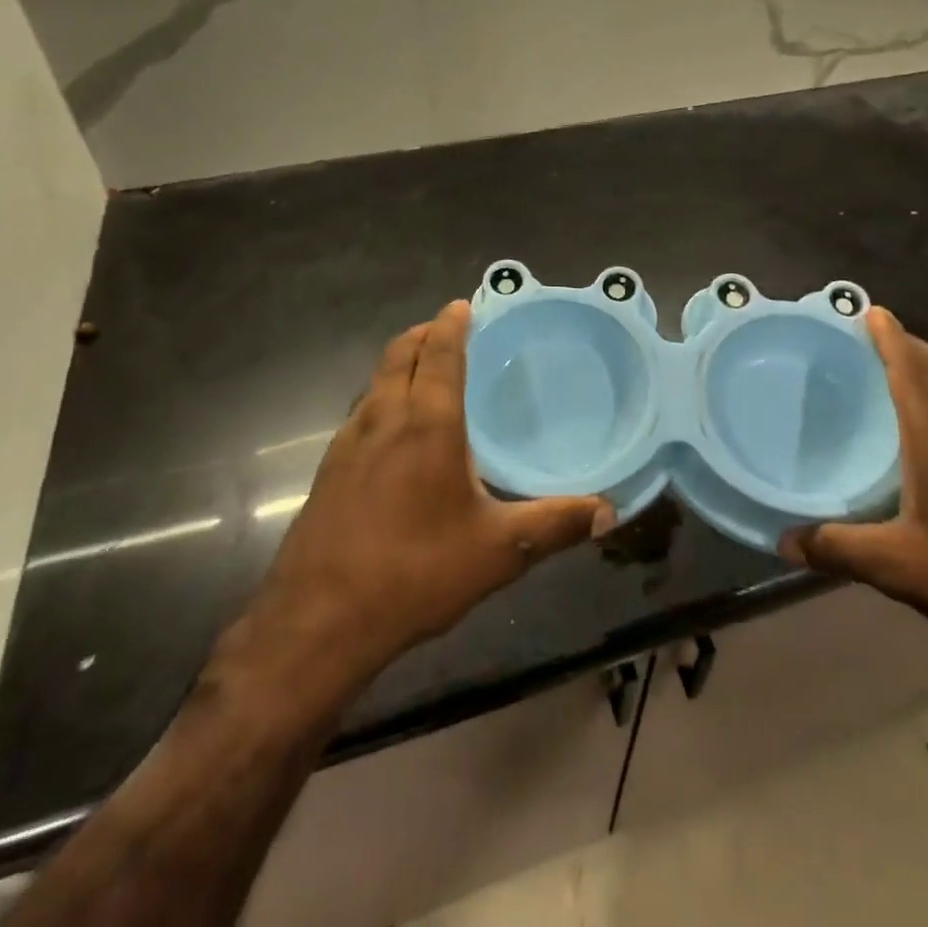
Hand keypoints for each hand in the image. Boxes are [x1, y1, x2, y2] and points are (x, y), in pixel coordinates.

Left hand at [229, 301, 606, 695]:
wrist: (318, 622)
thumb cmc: (416, 572)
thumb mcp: (499, 551)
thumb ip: (556, 524)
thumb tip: (608, 511)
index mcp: (427, 423)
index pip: (439, 352)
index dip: (452, 323)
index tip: (464, 304)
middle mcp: (384, 419)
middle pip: (400, 354)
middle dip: (424, 333)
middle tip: (449, 329)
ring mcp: (348, 443)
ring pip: (376, 381)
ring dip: (400, 363)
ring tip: (426, 372)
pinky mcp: (328, 470)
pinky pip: (361, 412)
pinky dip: (383, 397)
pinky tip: (395, 433)